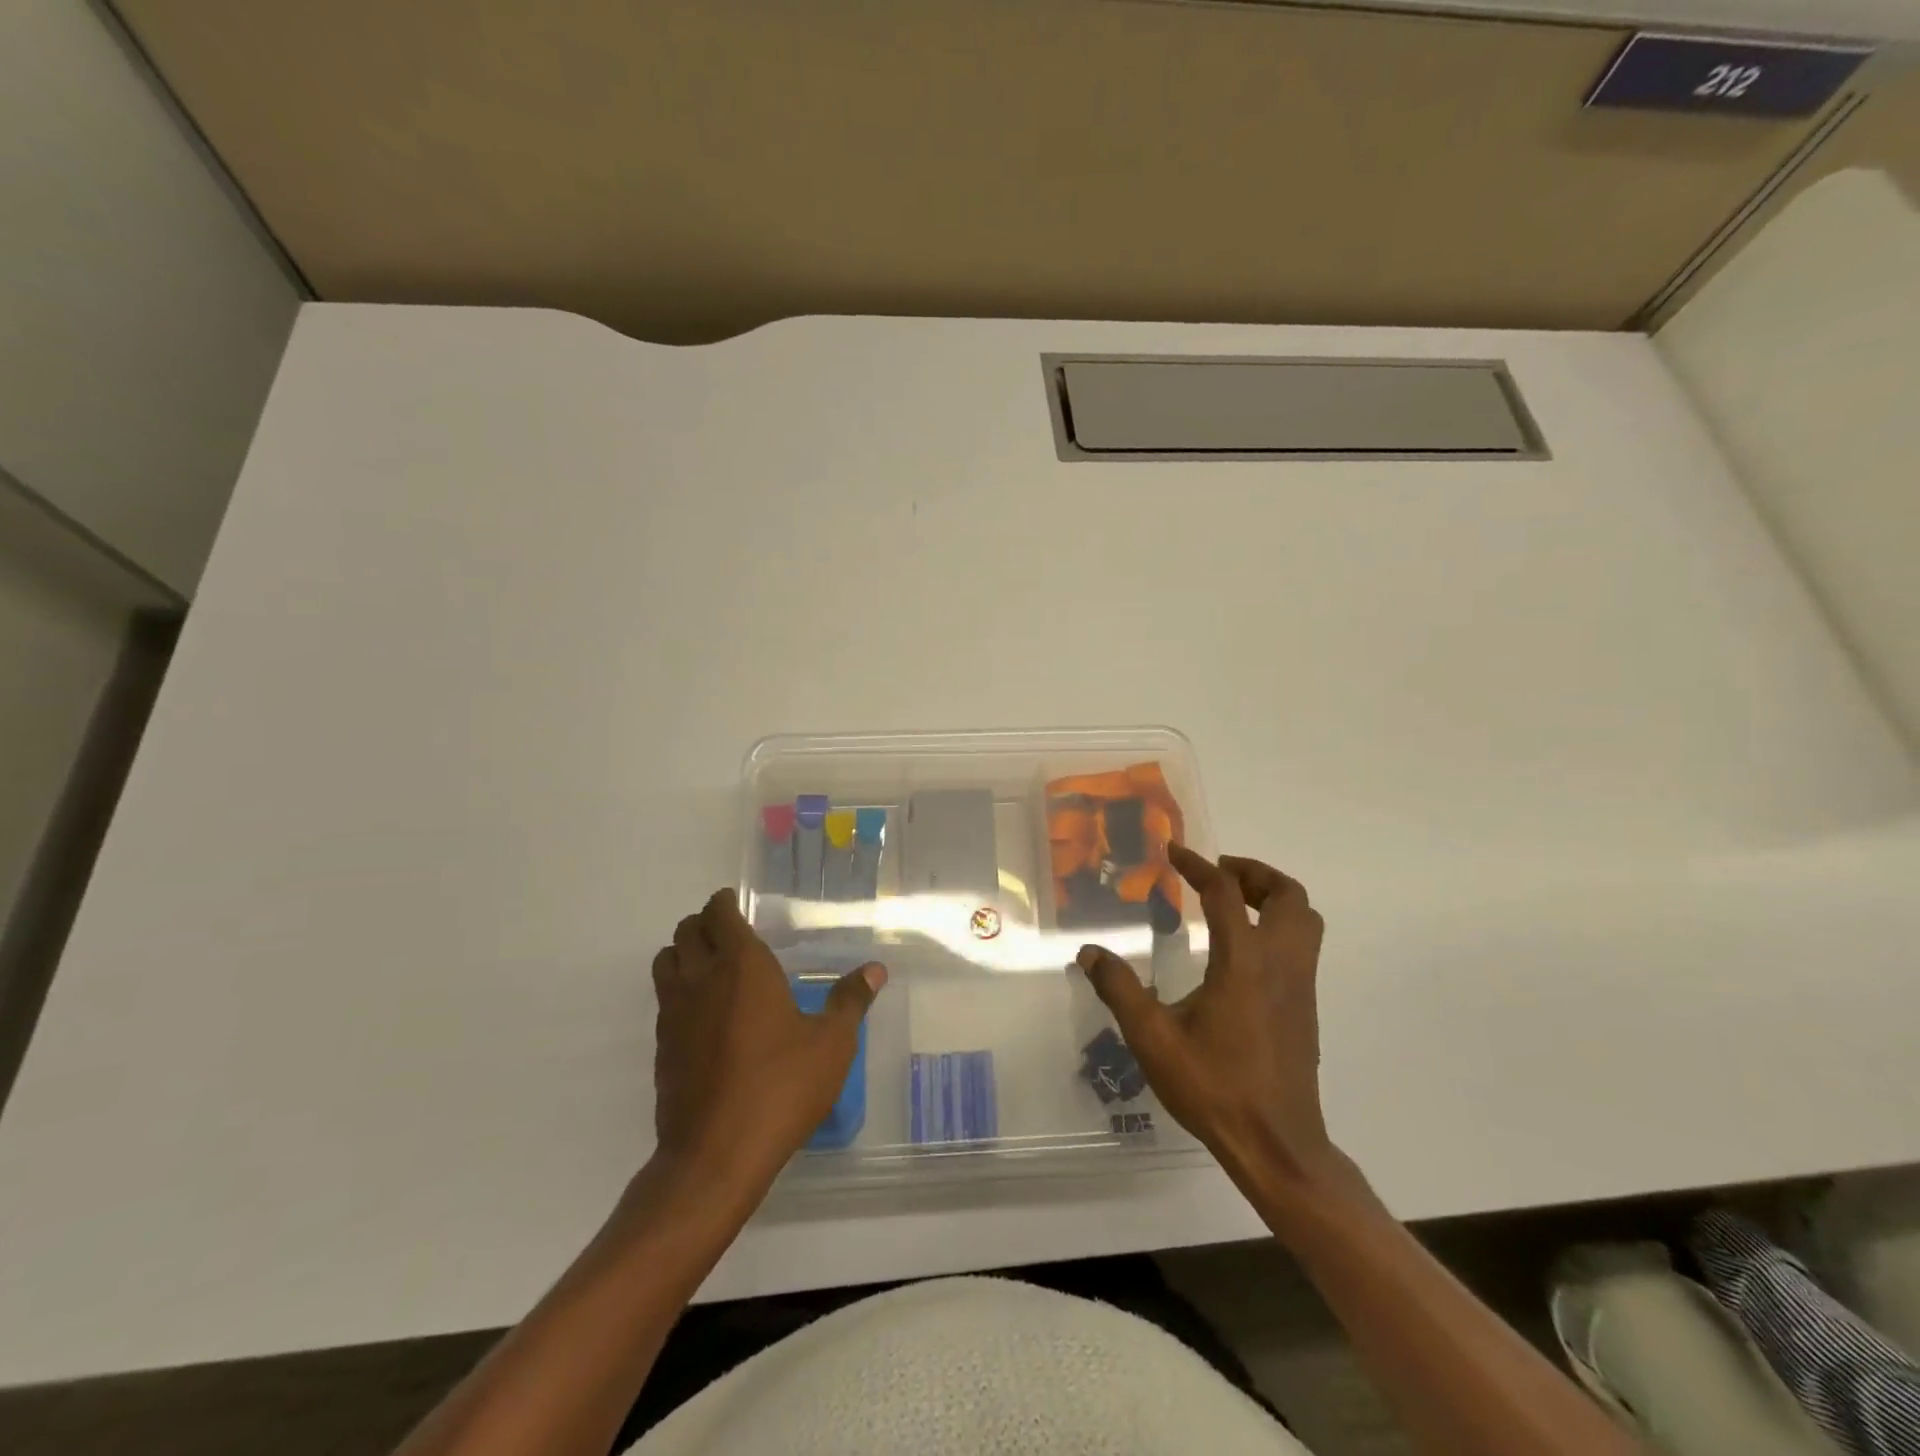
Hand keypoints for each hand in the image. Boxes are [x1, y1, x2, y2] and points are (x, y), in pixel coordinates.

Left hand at [650, 889, 885, 1189]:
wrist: (716, 1154)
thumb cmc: (781, 1087)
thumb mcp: (831, 1044)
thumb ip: (851, 1001)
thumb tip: (875, 970)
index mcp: (742, 965)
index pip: (719, 914)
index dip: (725, 903)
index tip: (736, 903)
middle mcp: (701, 979)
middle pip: (686, 931)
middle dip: (704, 923)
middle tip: (728, 932)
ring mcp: (674, 1013)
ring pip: (666, 961)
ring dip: (684, 952)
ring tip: (711, 966)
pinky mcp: (662, 1047)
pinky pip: (664, 1000)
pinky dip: (678, 991)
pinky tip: (704, 1015)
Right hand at [1077, 845, 1343, 1195]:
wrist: (1276, 1144)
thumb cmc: (1214, 1087)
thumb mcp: (1153, 1038)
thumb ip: (1120, 989)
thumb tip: (1089, 952)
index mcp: (1244, 962)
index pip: (1226, 893)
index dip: (1199, 866)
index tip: (1174, 852)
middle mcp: (1280, 964)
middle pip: (1288, 896)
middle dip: (1254, 873)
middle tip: (1217, 873)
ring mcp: (1300, 986)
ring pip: (1305, 919)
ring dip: (1273, 897)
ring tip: (1232, 902)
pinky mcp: (1306, 1006)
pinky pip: (1303, 945)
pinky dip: (1278, 925)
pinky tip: (1242, 950)